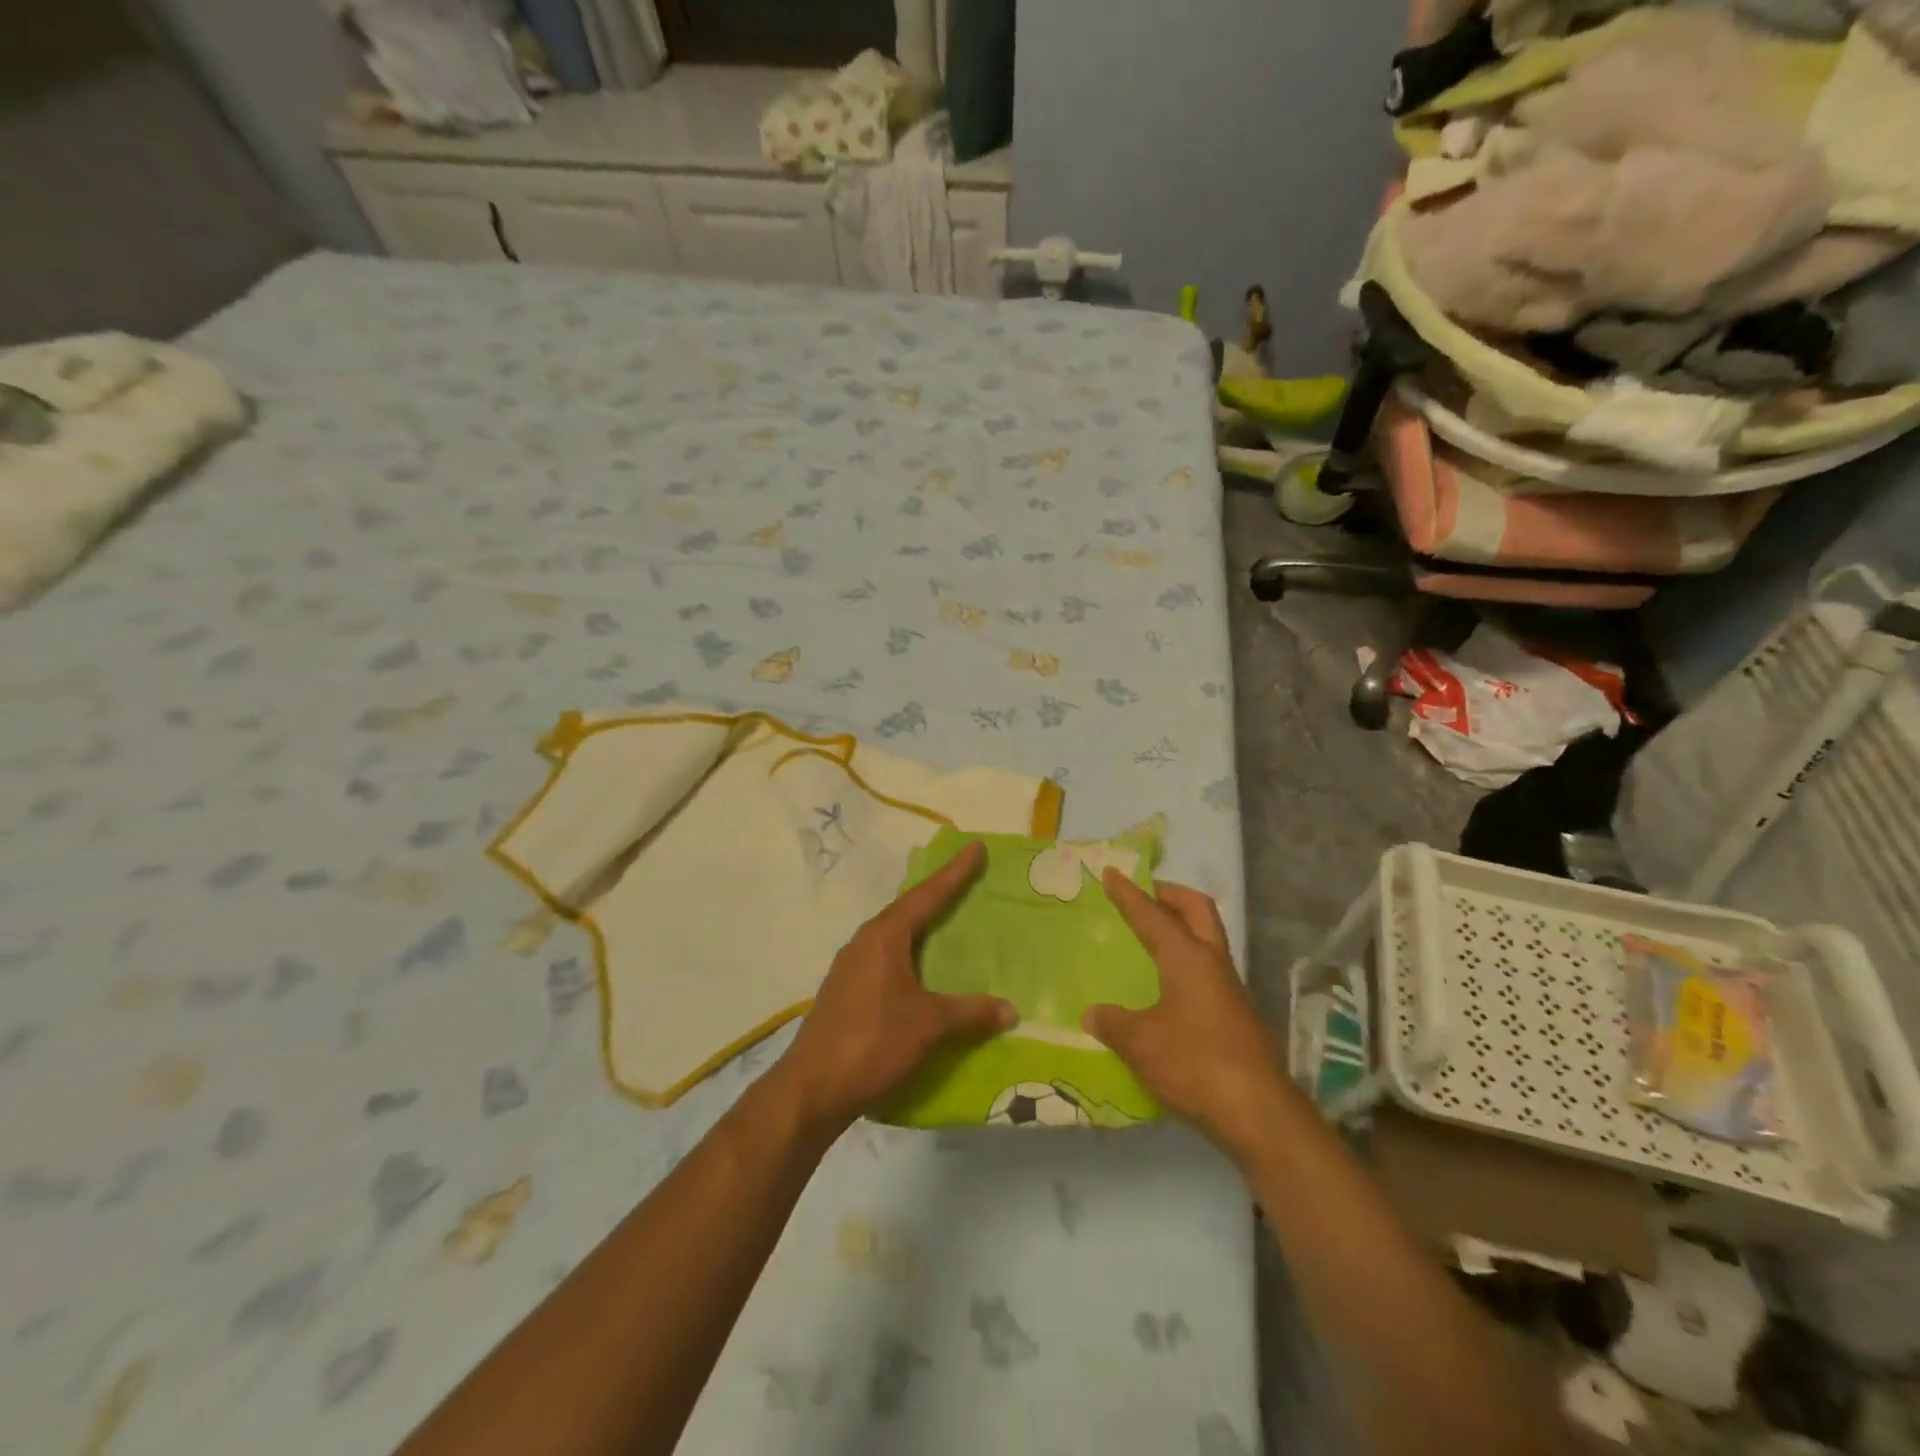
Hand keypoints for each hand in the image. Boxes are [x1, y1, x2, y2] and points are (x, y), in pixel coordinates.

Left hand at [774, 841, 1014, 1131]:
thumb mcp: (928, 1025)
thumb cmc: (872, 1042)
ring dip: (921, 927)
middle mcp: (865, 943)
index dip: (954, 872)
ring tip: (947, 922)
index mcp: (885, 937)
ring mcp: (851, 968)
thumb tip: (1011, 1009)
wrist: (811, 1088)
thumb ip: (969, 1013)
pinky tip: (921, 972)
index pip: (927, 895)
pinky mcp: (846, 992)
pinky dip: (910, 955)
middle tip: (966, 880)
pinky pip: (886, 959)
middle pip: (908, 909)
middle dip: (937, 894)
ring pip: (895, 936)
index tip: (975, 847)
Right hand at [1082, 871, 1291, 1160]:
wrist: (1259, 1113)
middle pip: (1197, 910)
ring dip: (1182, 926)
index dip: (1129, 894)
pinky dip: (1185, 959)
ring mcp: (1229, 989)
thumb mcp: (1141, 1043)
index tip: (1111, 873)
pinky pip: (1207, 968)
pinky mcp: (1236, 1015)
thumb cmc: (1195, 1064)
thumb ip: (1114, 1023)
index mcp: (1187, 958)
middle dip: (1170, 895)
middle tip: (1144, 894)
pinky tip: (1166, 985)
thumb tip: (1092, 1013)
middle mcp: (1212, 963)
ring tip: (1151, 935)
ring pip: (1206, 938)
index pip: (1152, 915)